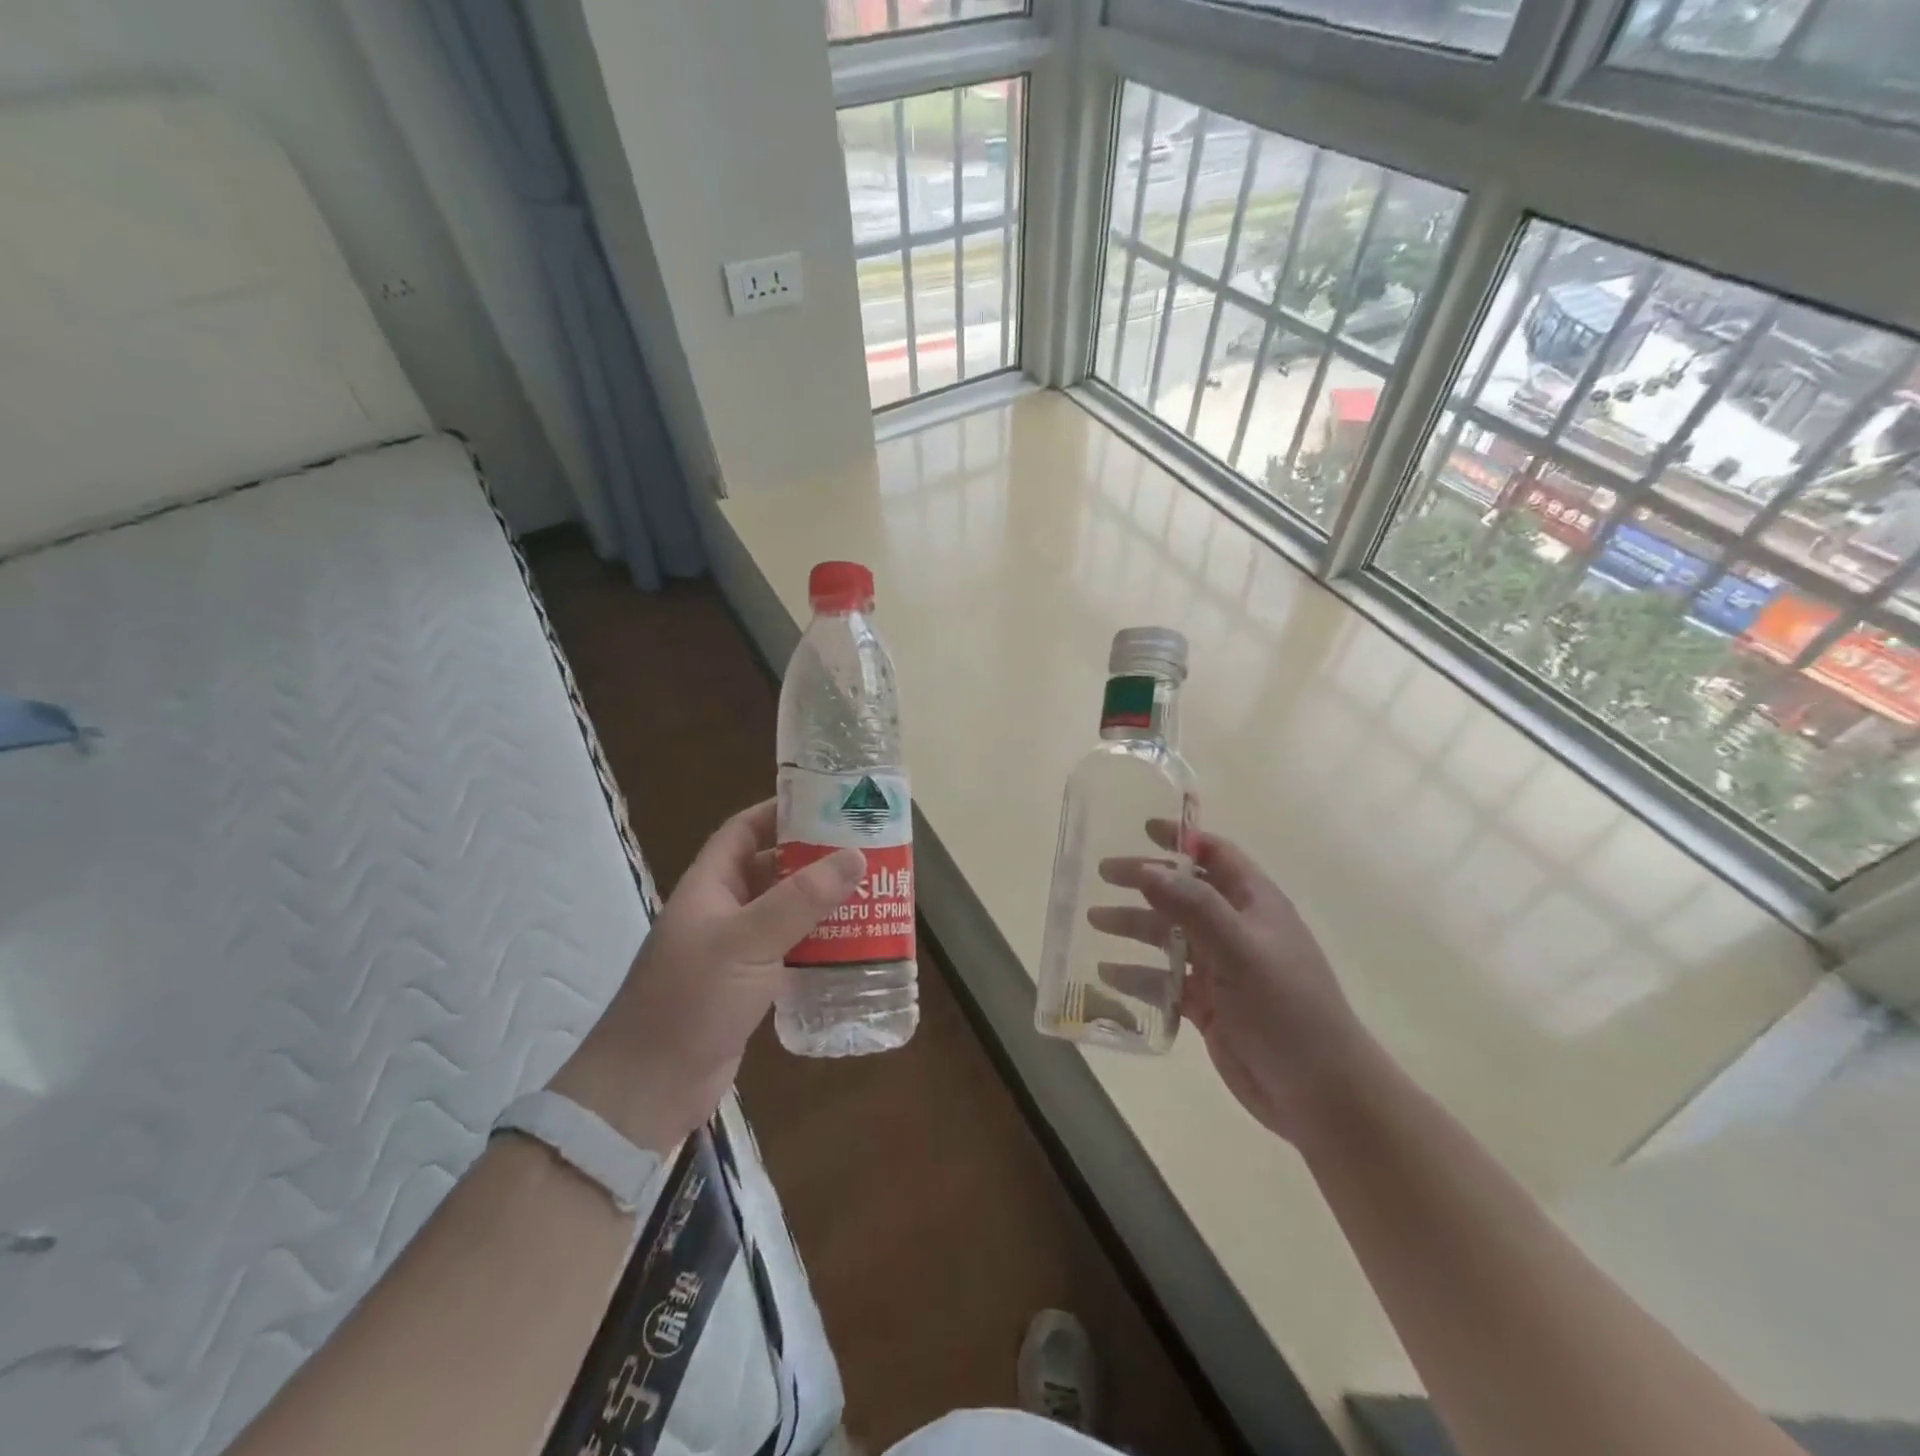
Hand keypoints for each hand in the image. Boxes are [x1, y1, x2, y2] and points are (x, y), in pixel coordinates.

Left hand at [550, 800, 863, 1153]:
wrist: (649, 1089)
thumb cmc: (691, 1000)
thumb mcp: (747, 941)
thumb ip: (801, 899)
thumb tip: (855, 855)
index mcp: (709, 886)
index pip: (743, 831)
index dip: (780, 812)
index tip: (827, 804)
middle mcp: (722, 911)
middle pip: (772, 870)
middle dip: (814, 859)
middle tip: (865, 852)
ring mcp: (734, 951)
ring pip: (785, 913)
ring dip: (822, 905)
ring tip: (870, 895)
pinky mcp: (748, 986)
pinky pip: (789, 952)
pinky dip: (818, 945)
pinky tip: (853, 947)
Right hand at [1095, 823, 1367, 1144]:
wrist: (1320, 1093)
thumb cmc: (1286, 1009)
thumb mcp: (1240, 950)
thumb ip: (1194, 907)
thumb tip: (1148, 869)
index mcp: (1255, 904)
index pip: (1216, 855)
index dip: (1182, 838)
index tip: (1142, 828)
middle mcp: (1237, 930)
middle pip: (1184, 893)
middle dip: (1145, 881)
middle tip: (1103, 874)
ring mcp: (1223, 969)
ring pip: (1170, 937)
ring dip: (1134, 926)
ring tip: (1094, 920)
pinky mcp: (1210, 1006)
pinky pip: (1166, 981)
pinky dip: (1138, 975)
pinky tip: (1107, 975)